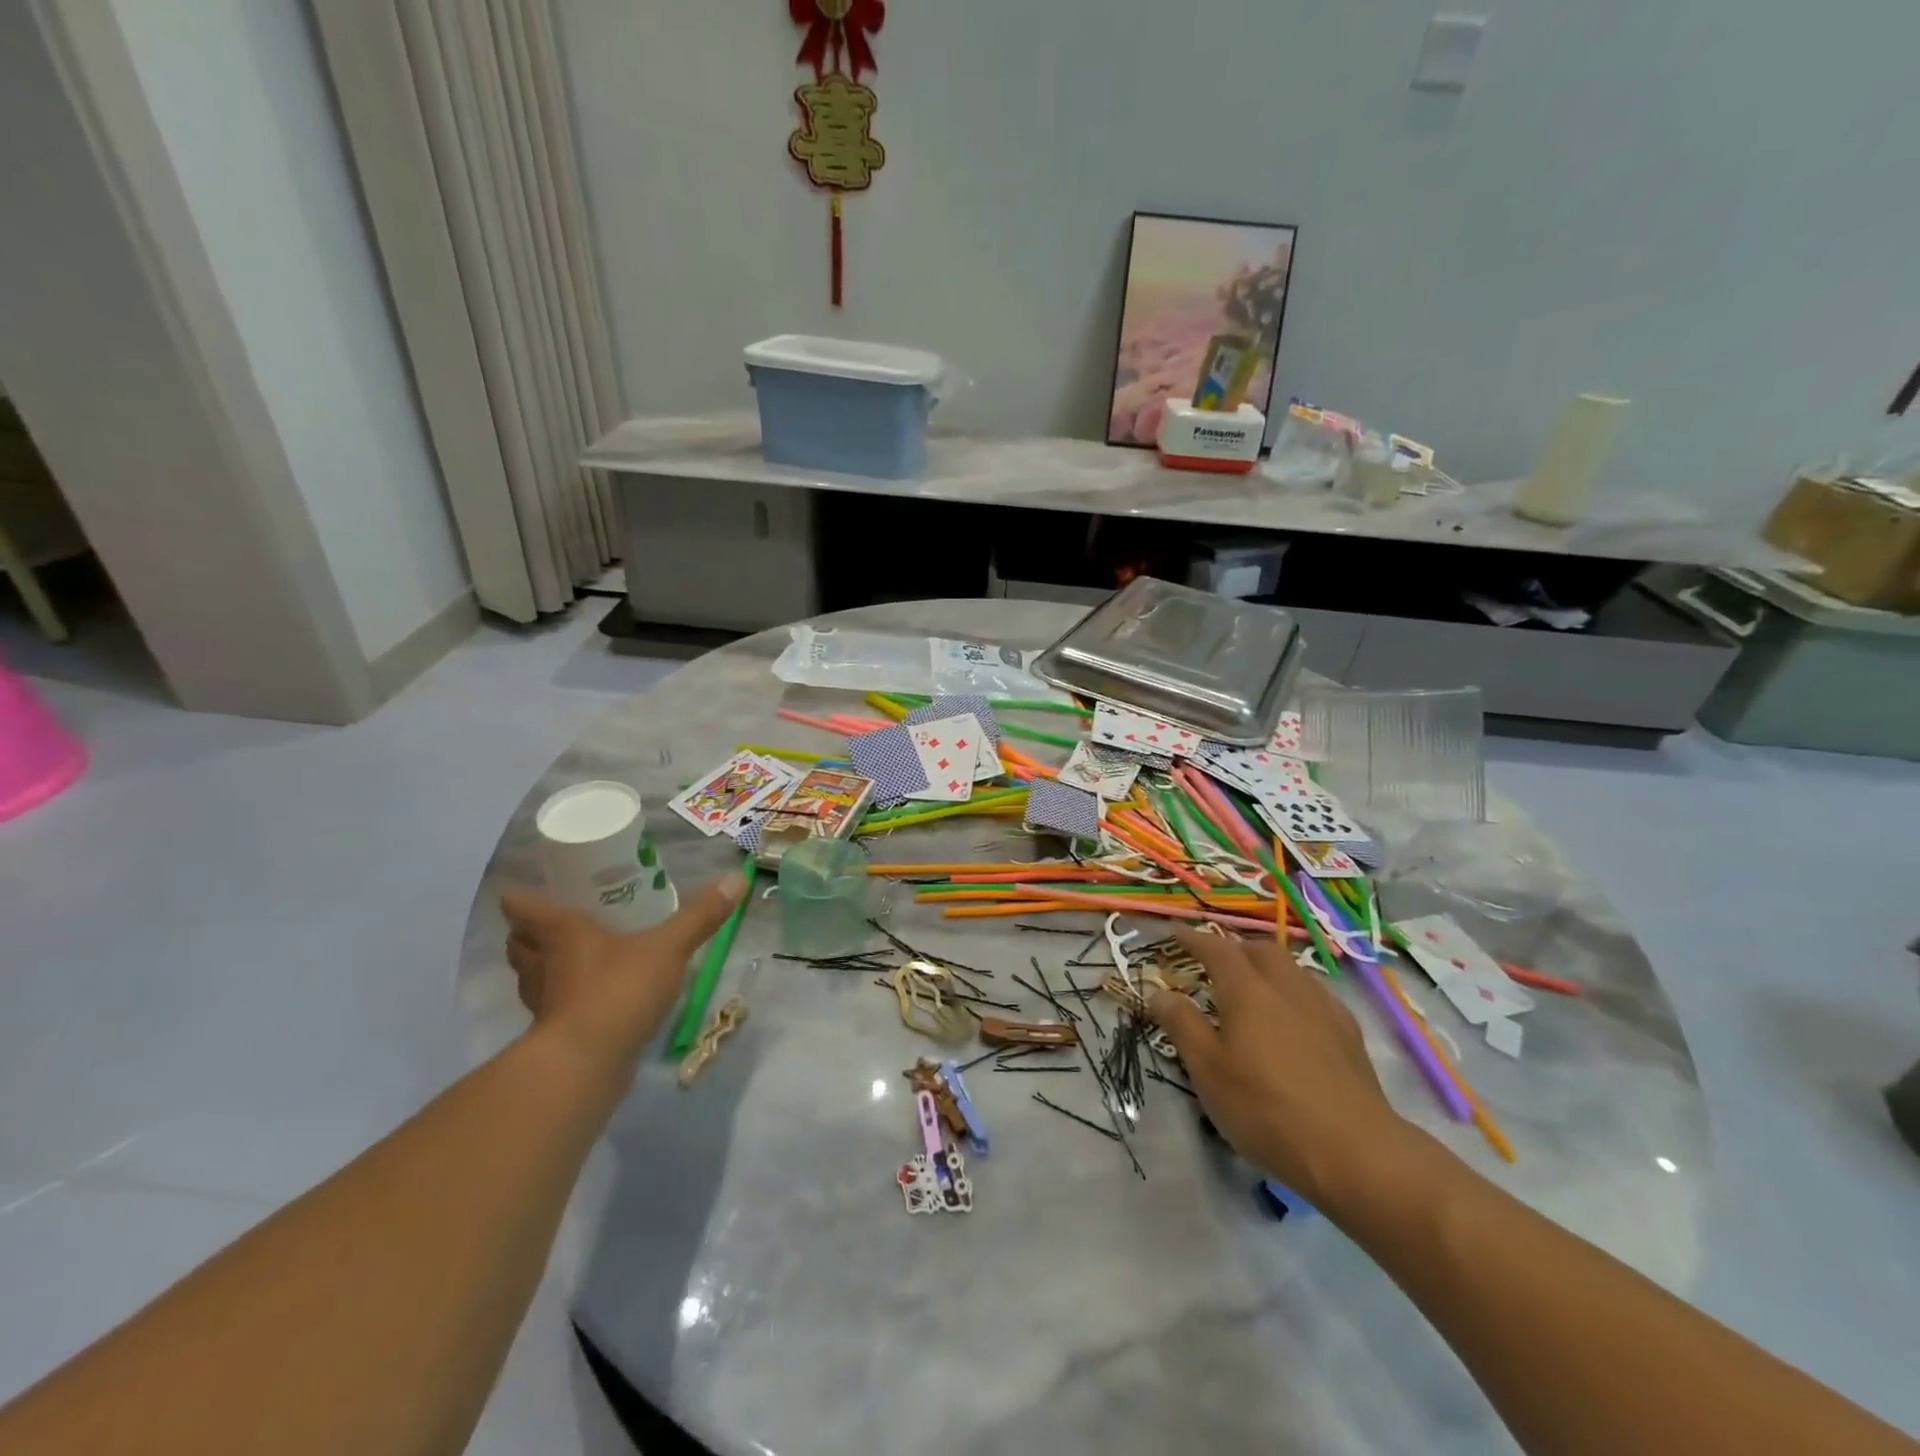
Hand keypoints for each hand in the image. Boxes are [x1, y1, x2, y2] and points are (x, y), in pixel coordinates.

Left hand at [501, 872, 747, 1072]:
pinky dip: (562, 1000)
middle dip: (528, 932)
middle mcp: (542, 965)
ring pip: (531, 977)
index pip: (524, 907)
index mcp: (561, 933)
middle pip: (519, 943)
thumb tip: (736, 878)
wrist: (586, 1066)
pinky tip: (589, 999)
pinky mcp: (554, 1035)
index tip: (524, 889)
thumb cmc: (617, 991)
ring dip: (541, 967)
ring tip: (570, 958)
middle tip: (554, 921)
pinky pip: (552, 1007)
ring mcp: (544, 1003)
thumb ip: (700, 916)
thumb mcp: (667, 947)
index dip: (520, 897)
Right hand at [1148, 928, 1409, 1205]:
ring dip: (1266, 968)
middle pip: (1259, 950)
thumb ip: (1182, 1025)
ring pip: (1290, 969)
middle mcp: (1286, 987)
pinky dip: (1291, 992)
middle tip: (1214, 963)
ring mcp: (1323, 1007)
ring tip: (1251, 989)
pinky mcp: (1349, 1033)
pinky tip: (1291, 1021)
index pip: (1216, 949)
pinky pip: (1313, 994)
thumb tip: (1160, 992)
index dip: (1193, 938)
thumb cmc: (1266, 1109)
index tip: (1174, 933)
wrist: (1355, 1151)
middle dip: (1234, 948)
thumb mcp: (1208, 1071)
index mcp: (1247, 990)